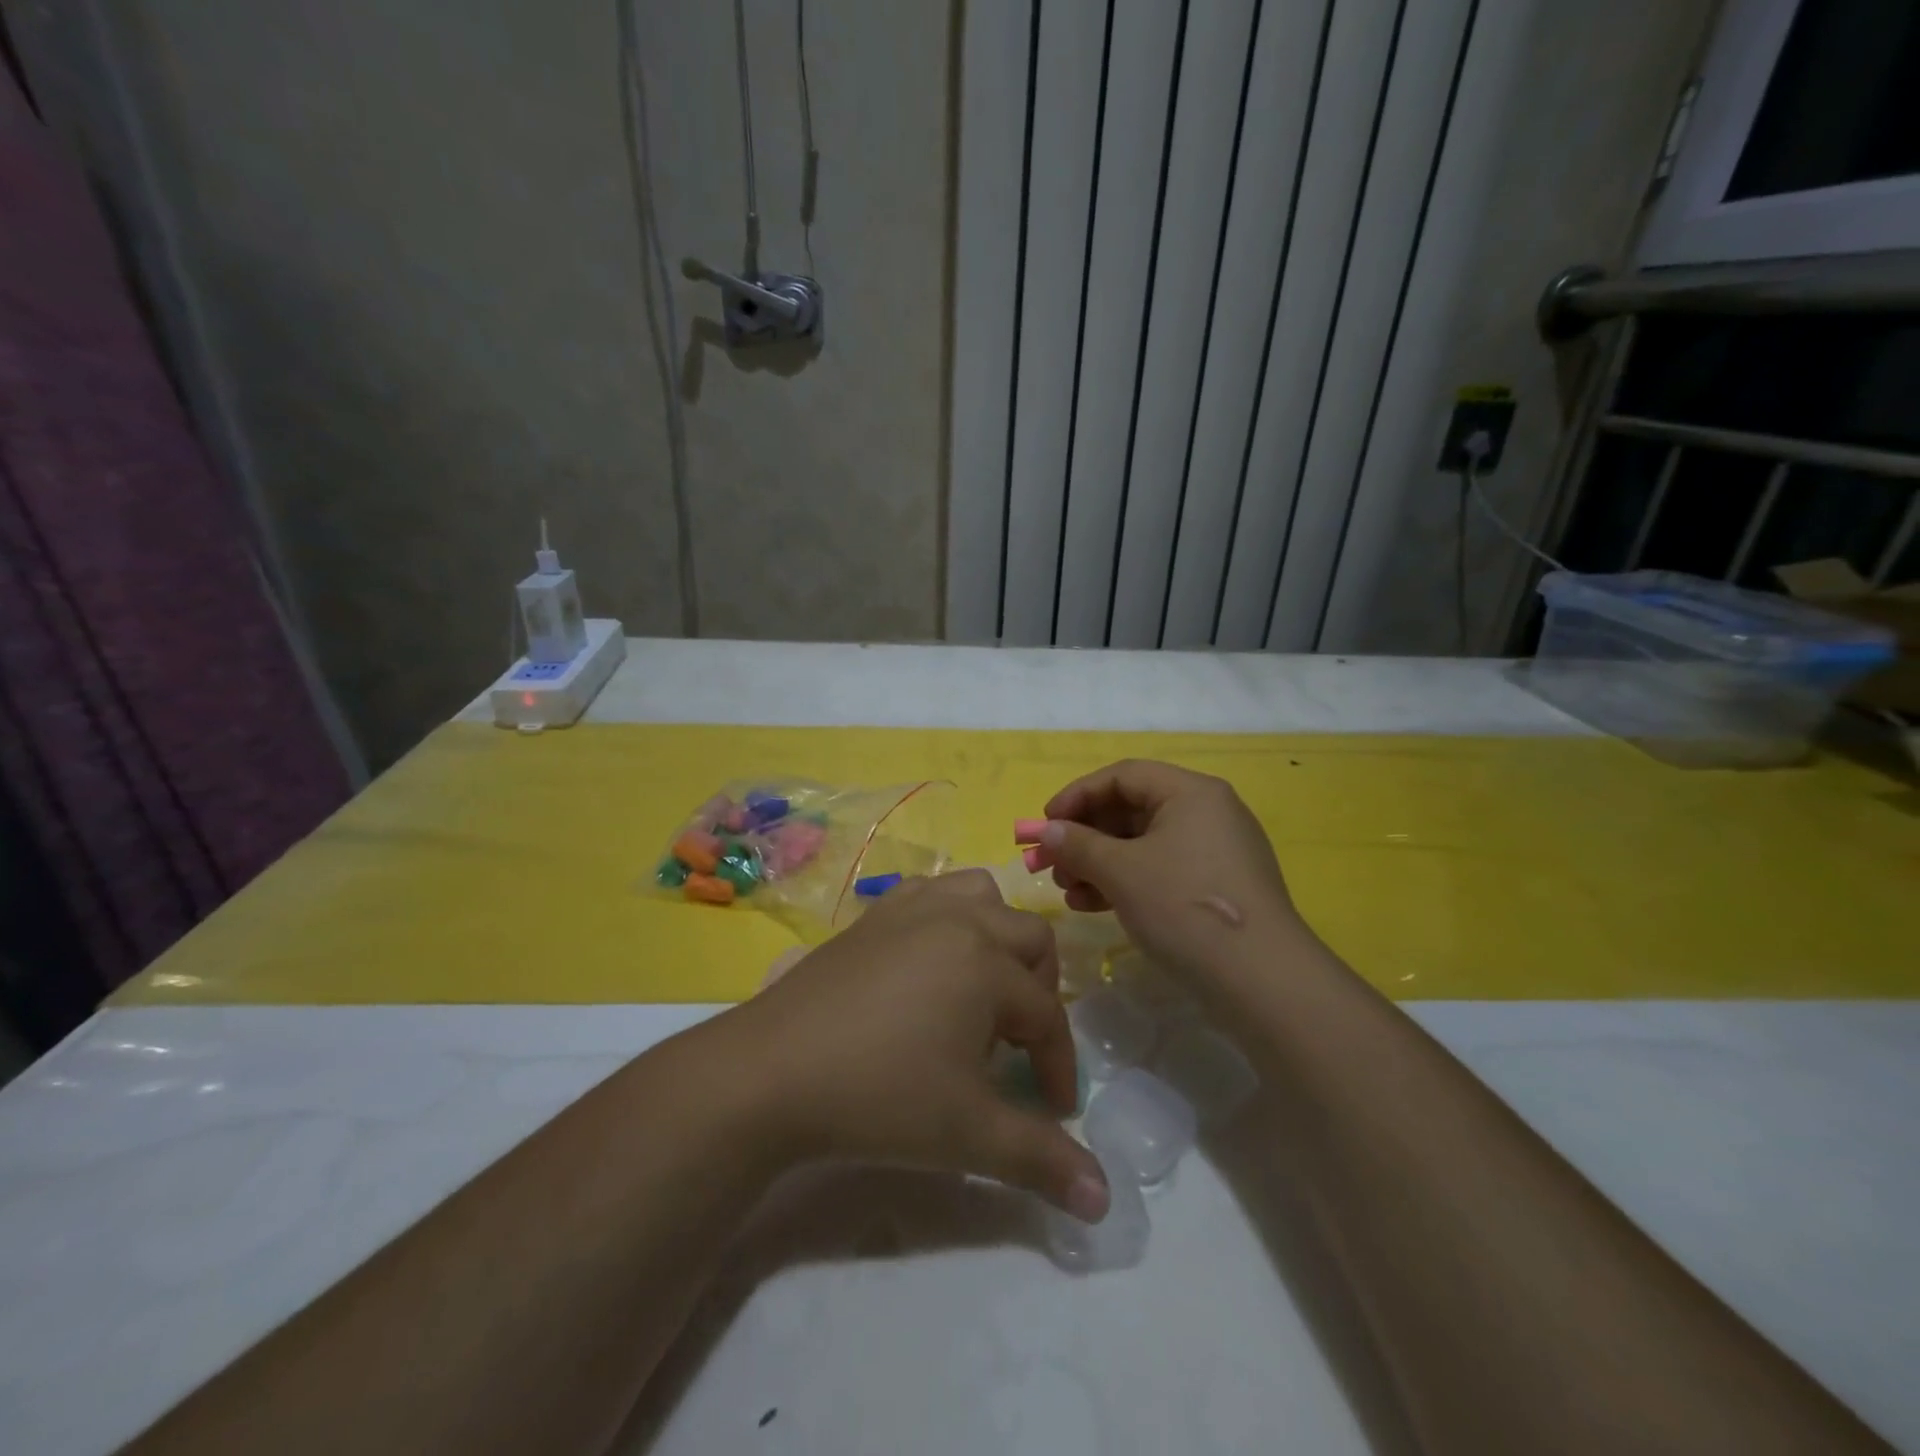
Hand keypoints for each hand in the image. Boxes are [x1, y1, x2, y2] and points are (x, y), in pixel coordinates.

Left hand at [713, 871, 1110, 1221]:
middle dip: (1041, 990)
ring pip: (981, 896)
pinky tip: (931, 958)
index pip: (1047, 1015)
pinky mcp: (873, 913)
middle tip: (1022, 1044)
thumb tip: (1104, 1201)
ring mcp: (911, 908)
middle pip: (1029, 938)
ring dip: (998, 935)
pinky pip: (930, 892)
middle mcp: (958, 919)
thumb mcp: (968, 1133)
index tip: (1055, 1109)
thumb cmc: (879, 1096)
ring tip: (984, 987)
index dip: (1059, 1066)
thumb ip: (1041, 1162)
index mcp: (987, 963)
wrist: (771, 1072)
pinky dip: (949, 914)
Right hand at [1040, 760, 1302, 981]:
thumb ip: (1078, 845)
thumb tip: (1046, 831)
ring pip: (1142, 844)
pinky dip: (1125, 882)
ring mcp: (1215, 851)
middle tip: (1050, 864)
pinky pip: (1160, 870)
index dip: (1077, 796)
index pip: (1122, 776)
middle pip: (1131, 810)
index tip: (1044, 824)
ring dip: (1099, 863)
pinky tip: (1094, 906)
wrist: (1263, 981)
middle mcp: (1207, 812)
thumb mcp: (1121, 872)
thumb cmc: (1184, 907)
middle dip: (1085, 836)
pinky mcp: (1216, 887)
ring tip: (1068, 892)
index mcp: (1191, 792)